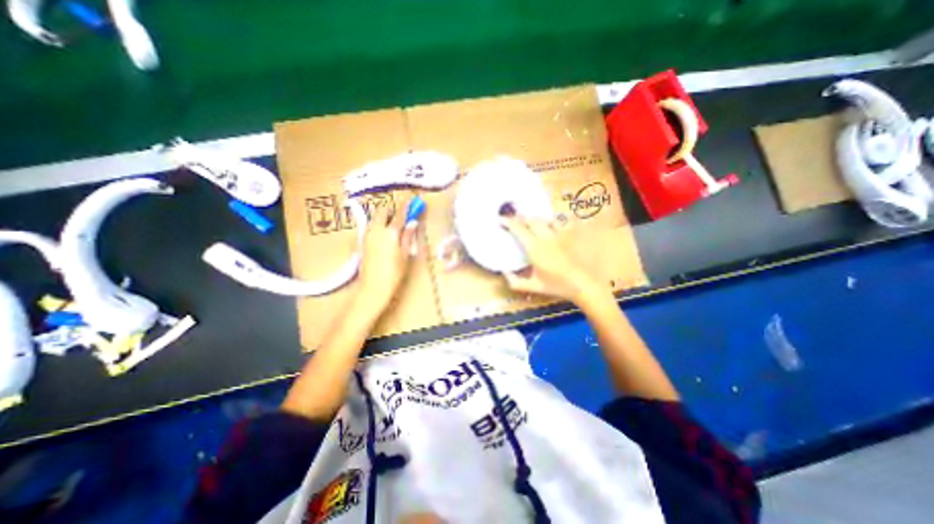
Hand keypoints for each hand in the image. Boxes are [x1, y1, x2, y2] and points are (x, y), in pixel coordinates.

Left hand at [356, 195, 416, 311]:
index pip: (400, 213)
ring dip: (385, 217)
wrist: (373, 287)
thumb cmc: (394, 272)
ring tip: (394, 227)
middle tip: (402, 217)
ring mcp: (367, 234)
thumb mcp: (405, 254)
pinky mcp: (362, 241)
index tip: (414, 199)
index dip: (408, 205)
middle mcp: (376, 229)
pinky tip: (385, 235)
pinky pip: (371, 226)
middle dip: (392, 210)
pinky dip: (379, 225)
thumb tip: (413, 222)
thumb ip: (408, 236)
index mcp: (390, 232)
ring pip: (375, 218)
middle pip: (383, 211)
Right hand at [504, 215, 604, 304]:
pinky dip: (552, 222)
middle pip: (531, 220)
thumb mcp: (533, 287)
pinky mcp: (570, 235)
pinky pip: (560, 222)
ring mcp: (559, 234)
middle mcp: (545, 238)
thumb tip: (503, 272)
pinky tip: (550, 225)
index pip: (518, 229)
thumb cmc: (556, 286)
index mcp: (534, 249)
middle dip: (520, 218)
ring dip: (535, 219)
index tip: (500, 220)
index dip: (508, 222)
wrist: (582, 284)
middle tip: (513, 220)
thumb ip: (515, 281)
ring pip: (544, 219)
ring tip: (530, 222)